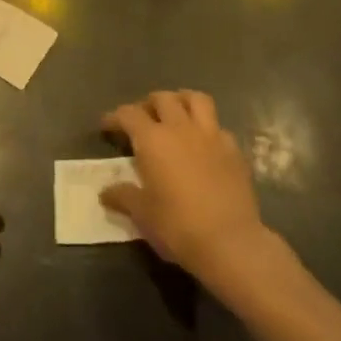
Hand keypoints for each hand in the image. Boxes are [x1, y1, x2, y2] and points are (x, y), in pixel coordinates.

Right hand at [100, 90, 269, 283]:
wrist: (230, 243)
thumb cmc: (178, 226)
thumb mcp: (143, 214)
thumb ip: (123, 196)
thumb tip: (105, 192)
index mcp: (153, 139)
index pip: (128, 114)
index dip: (115, 117)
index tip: (107, 126)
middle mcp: (180, 128)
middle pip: (162, 98)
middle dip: (149, 104)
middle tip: (143, 121)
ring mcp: (211, 135)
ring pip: (196, 99)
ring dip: (182, 101)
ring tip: (176, 116)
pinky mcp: (234, 150)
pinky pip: (218, 127)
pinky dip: (208, 129)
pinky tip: (204, 145)